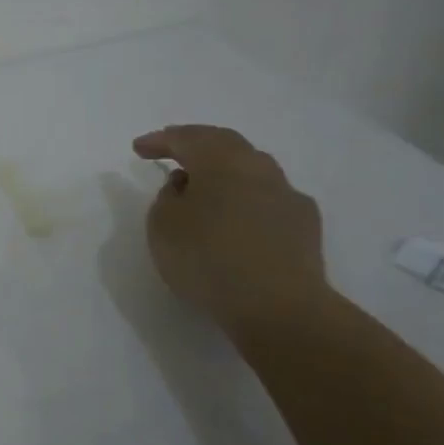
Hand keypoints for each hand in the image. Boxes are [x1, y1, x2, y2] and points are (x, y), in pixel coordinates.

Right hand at [133, 125, 331, 338]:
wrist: (278, 306)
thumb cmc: (207, 258)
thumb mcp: (163, 225)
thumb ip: (168, 197)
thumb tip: (186, 184)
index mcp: (220, 161)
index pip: (186, 138)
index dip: (160, 140)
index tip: (139, 148)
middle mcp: (258, 168)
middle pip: (225, 144)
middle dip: (196, 145)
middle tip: (173, 152)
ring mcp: (287, 195)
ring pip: (251, 169)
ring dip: (225, 172)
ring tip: (205, 187)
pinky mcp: (305, 225)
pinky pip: (268, 199)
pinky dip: (247, 199)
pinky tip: (239, 217)